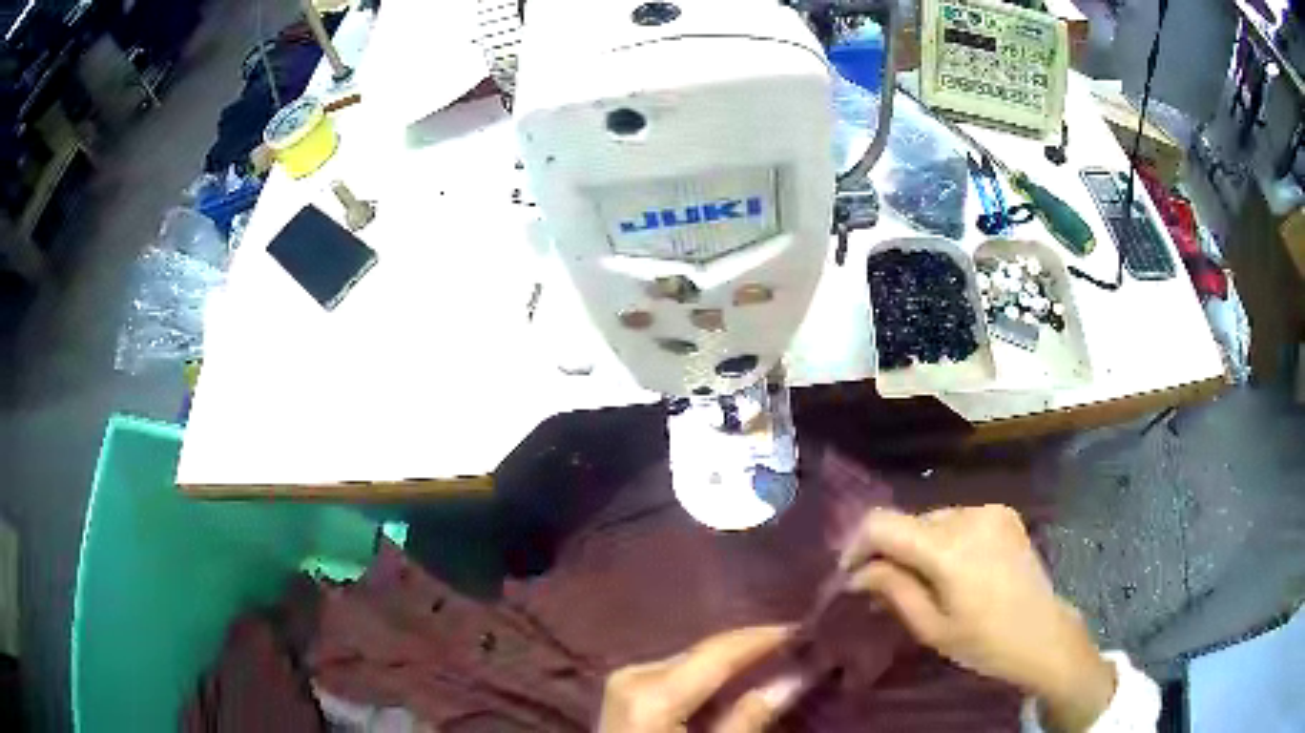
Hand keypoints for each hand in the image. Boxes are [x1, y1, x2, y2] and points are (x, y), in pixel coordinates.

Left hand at [597, 626, 807, 732]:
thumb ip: (748, 720)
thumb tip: (793, 679)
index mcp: (654, 693)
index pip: (719, 652)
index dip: (764, 638)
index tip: (804, 629)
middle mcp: (635, 674)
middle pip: (705, 652)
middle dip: (750, 647)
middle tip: (795, 645)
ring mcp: (625, 679)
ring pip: (691, 658)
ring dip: (731, 659)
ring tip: (774, 656)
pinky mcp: (624, 690)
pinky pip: (675, 670)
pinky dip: (707, 673)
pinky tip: (733, 677)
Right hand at [840, 506, 1115, 732]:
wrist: (1043, 634)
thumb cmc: (984, 642)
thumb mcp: (931, 626)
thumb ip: (893, 590)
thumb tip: (857, 573)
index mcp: (948, 548)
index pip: (882, 524)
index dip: (857, 545)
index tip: (851, 575)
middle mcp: (968, 516)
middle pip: (908, 522)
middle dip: (889, 551)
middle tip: (883, 588)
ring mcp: (990, 510)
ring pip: (931, 519)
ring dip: (917, 546)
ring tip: (920, 581)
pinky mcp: (1003, 513)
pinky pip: (957, 518)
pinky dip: (943, 540)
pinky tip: (951, 569)